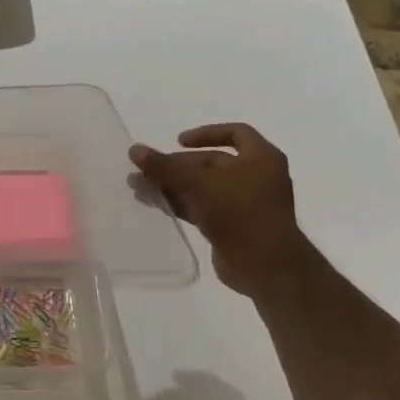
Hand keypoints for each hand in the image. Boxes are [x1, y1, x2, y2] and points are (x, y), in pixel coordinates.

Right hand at [130, 123, 303, 296]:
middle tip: (146, 171)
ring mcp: (245, 204)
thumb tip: (134, 150)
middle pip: (211, 163)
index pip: (235, 133)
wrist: (266, 266)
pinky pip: (203, 208)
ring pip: (203, 187)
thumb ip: (164, 166)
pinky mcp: (233, 227)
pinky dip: (180, 204)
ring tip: (139, 188)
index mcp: (261, 158)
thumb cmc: (239, 212)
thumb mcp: (198, 183)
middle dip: (176, 166)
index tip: (178, 141)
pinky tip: (155, 205)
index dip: (206, 133)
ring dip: (172, 185)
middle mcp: (256, 177)